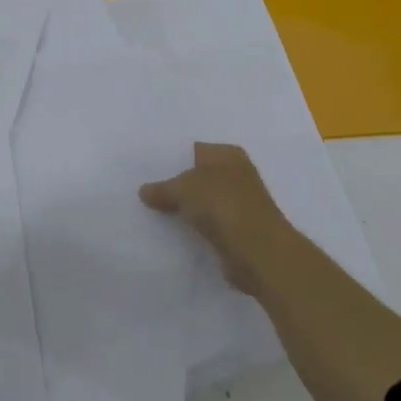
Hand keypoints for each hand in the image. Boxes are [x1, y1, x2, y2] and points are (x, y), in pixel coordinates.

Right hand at [140, 143, 298, 296]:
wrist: (258, 252)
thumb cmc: (223, 205)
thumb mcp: (183, 189)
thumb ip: (162, 188)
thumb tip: (143, 191)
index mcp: (227, 154)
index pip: (193, 149)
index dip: (170, 158)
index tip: (146, 167)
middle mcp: (236, 174)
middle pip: (197, 175)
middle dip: (175, 182)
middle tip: (143, 188)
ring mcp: (238, 203)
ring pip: (201, 200)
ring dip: (183, 207)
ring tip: (151, 209)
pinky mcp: (237, 230)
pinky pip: (207, 223)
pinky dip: (193, 226)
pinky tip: (171, 229)